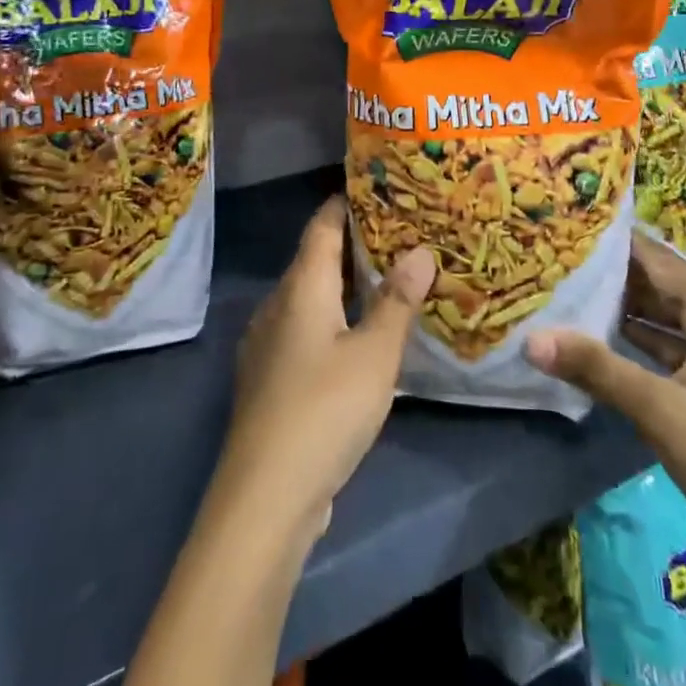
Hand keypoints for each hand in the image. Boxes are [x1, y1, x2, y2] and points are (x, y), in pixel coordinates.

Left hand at [212, 195, 435, 544]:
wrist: (264, 497)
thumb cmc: (325, 409)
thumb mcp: (375, 354)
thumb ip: (397, 301)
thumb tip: (420, 250)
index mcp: (301, 286)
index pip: (322, 226)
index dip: (346, 203)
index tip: (377, 188)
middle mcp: (278, 304)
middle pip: (316, 259)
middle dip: (354, 245)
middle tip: (400, 235)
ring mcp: (268, 344)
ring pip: (310, 297)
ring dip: (345, 286)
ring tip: (387, 281)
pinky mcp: (269, 379)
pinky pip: (304, 329)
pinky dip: (333, 319)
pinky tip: (358, 338)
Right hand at [524, 236, 685, 556]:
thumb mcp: (658, 410)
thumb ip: (595, 368)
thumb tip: (531, 339)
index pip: (664, 262)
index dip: (623, 244)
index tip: (578, 225)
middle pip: (670, 289)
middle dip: (623, 276)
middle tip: (569, 259)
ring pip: (675, 323)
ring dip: (633, 311)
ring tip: (579, 294)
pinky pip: (680, 354)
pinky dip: (647, 346)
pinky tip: (611, 346)